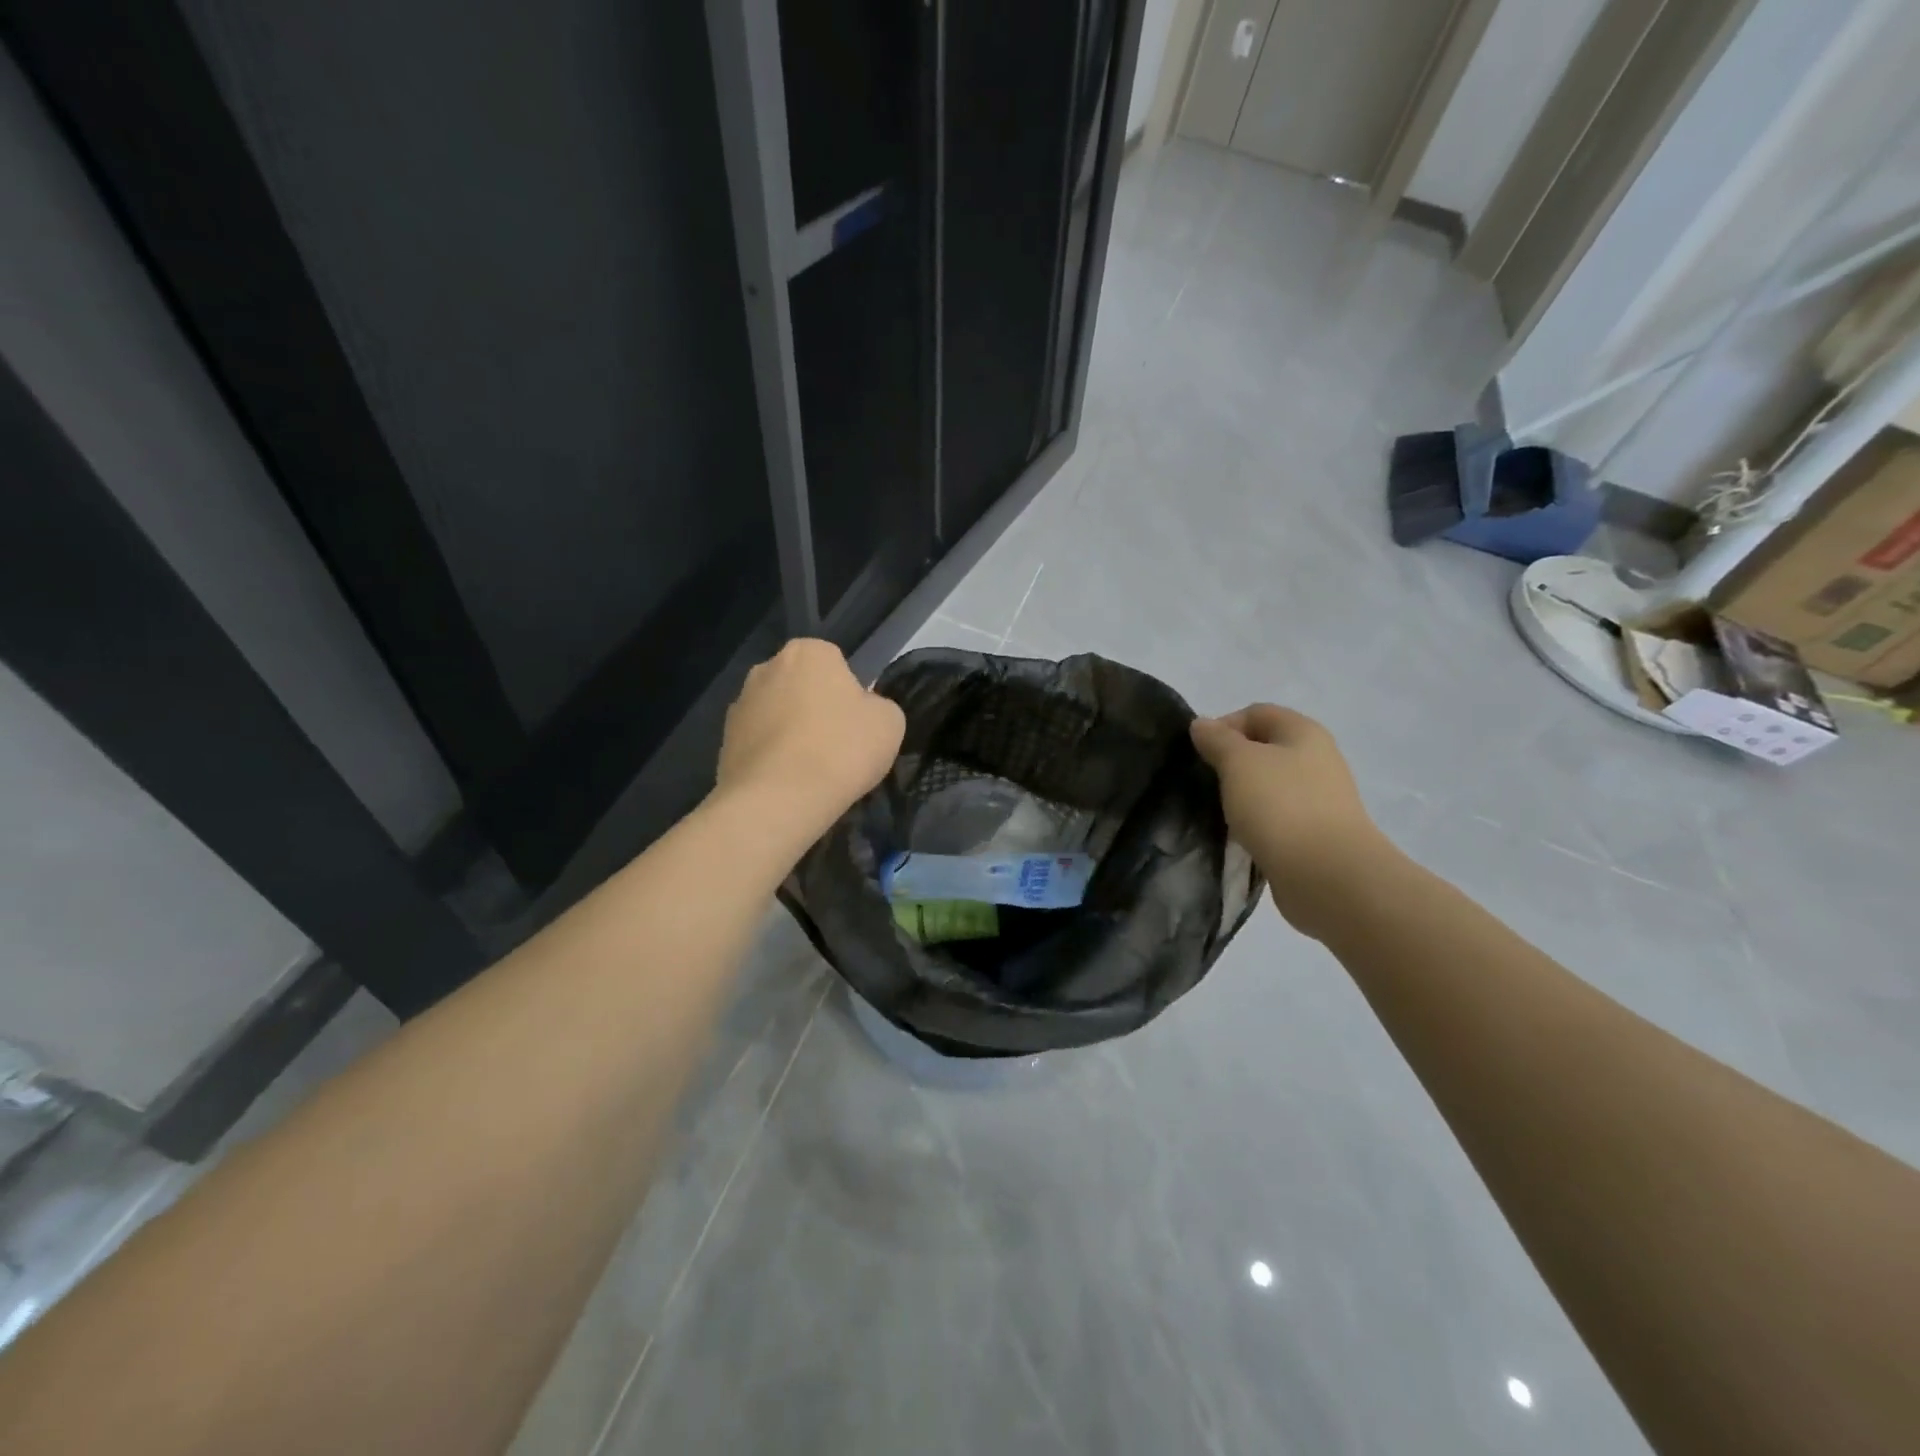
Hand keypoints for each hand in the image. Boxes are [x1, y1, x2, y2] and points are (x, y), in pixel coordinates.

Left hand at [715, 639, 905, 839]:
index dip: (849, 694)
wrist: (779, 799)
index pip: (835, 663)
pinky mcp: (723, 741)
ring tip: (808, 771)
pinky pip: (758, 744)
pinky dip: (771, 757)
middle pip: (801, 686)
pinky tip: (785, 783)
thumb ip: (877, 705)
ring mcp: (739, 704)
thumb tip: (861, 710)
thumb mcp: (890, 722)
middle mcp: (767, 668)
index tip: (856, 724)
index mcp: (809, 652)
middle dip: (814, 708)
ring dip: (789, 733)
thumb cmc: (842, 749)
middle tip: (835, 746)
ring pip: (776, 714)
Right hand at [1190, 705, 1392, 939]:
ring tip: (1221, 812)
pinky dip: (1257, 822)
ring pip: (1269, 785)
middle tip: (1207, 783)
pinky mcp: (1315, 833)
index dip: (1223, 726)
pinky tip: (1242, 837)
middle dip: (1231, 762)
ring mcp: (1319, 798)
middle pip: (1264, 748)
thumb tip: (1202, 724)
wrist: (1327, 875)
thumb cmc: (1280, 806)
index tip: (1200, 755)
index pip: (1256, 713)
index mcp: (1303, 732)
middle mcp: (1317, 759)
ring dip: (1243, 795)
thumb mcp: (1238, 762)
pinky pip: (1277, 817)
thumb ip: (1217, 739)